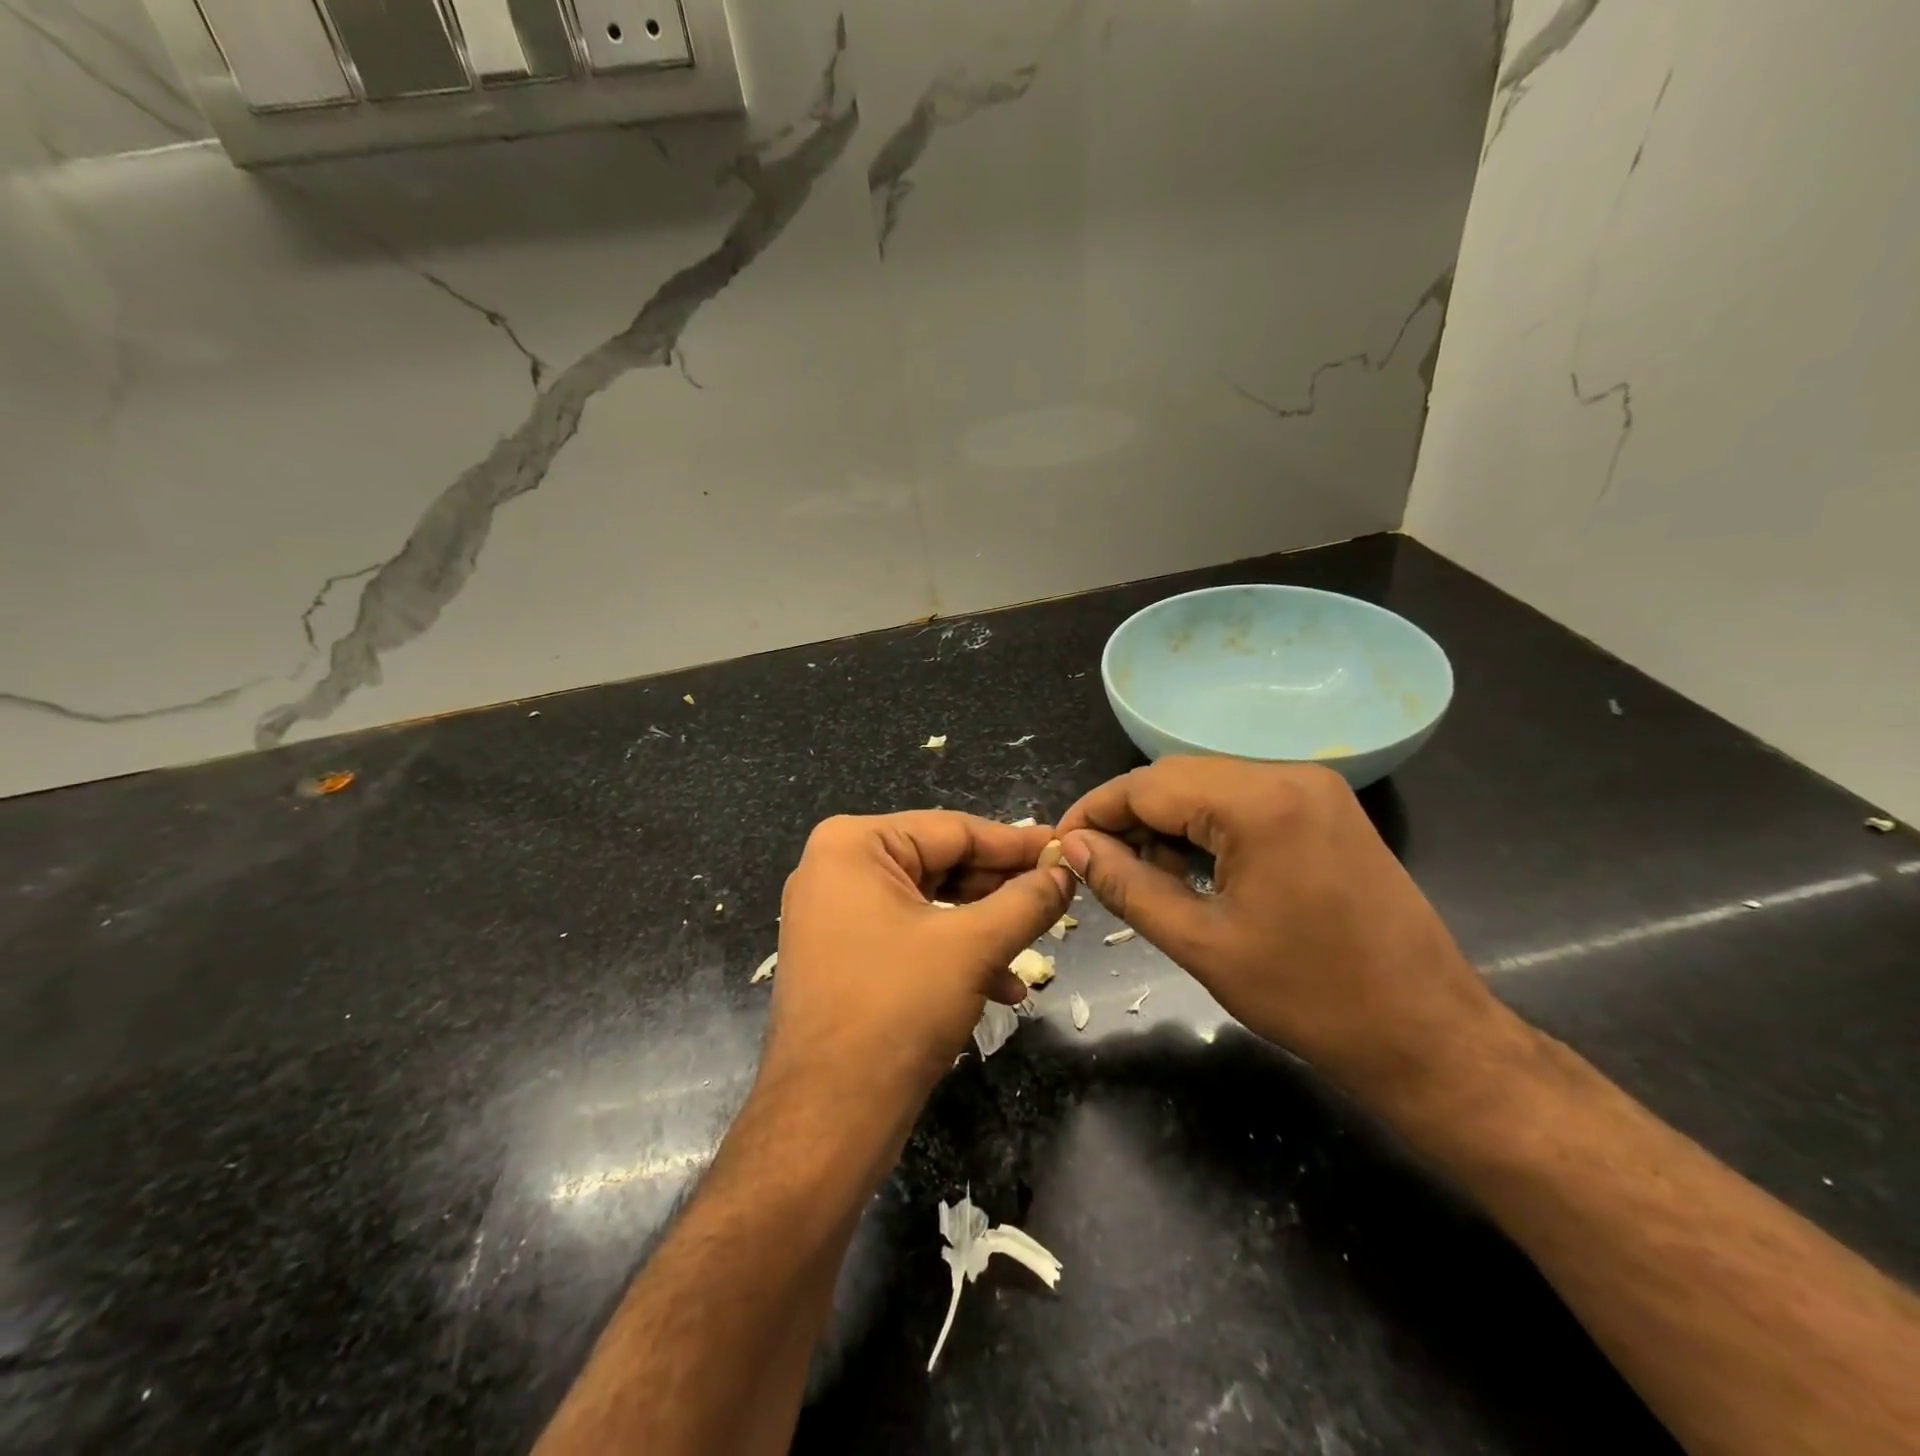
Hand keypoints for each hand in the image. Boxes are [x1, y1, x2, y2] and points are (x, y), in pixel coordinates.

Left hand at [764, 812, 1072, 1116]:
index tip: (1064, 849)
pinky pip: (910, 936)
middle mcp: (837, 868)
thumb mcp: (973, 946)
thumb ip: (1026, 901)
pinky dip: (954, 955)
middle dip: (1000, 891)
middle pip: (941, 864)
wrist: (827, 1118)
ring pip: (931, 904)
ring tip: (1034, 948)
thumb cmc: (897, 1010)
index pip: (953, 830)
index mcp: (854, 844)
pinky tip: (1001, 987)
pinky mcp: (842, 955)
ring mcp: (835, 914)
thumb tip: (1064, 872)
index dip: (1016, 843)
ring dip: (985, 929)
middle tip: (1057, 899)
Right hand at [1056, 758, 1518, 1106]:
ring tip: (1149, 880)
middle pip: (1177, 778)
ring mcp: (1315, 788)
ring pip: (1209, 787)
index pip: (1147, 785)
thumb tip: (1076, 848)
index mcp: (1259, 802)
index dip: (1095, 812)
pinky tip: (1196, 871)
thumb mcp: (1201, 943)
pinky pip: (1244, 800)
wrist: (1427, 1034)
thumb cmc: (1310, 997)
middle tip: (1100, 869)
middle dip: (1130, 819)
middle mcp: (1288, 774)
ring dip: (1168, 824)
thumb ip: (1128, 885)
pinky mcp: (1327, 808)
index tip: (1062, 845)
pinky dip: (1208, 827)